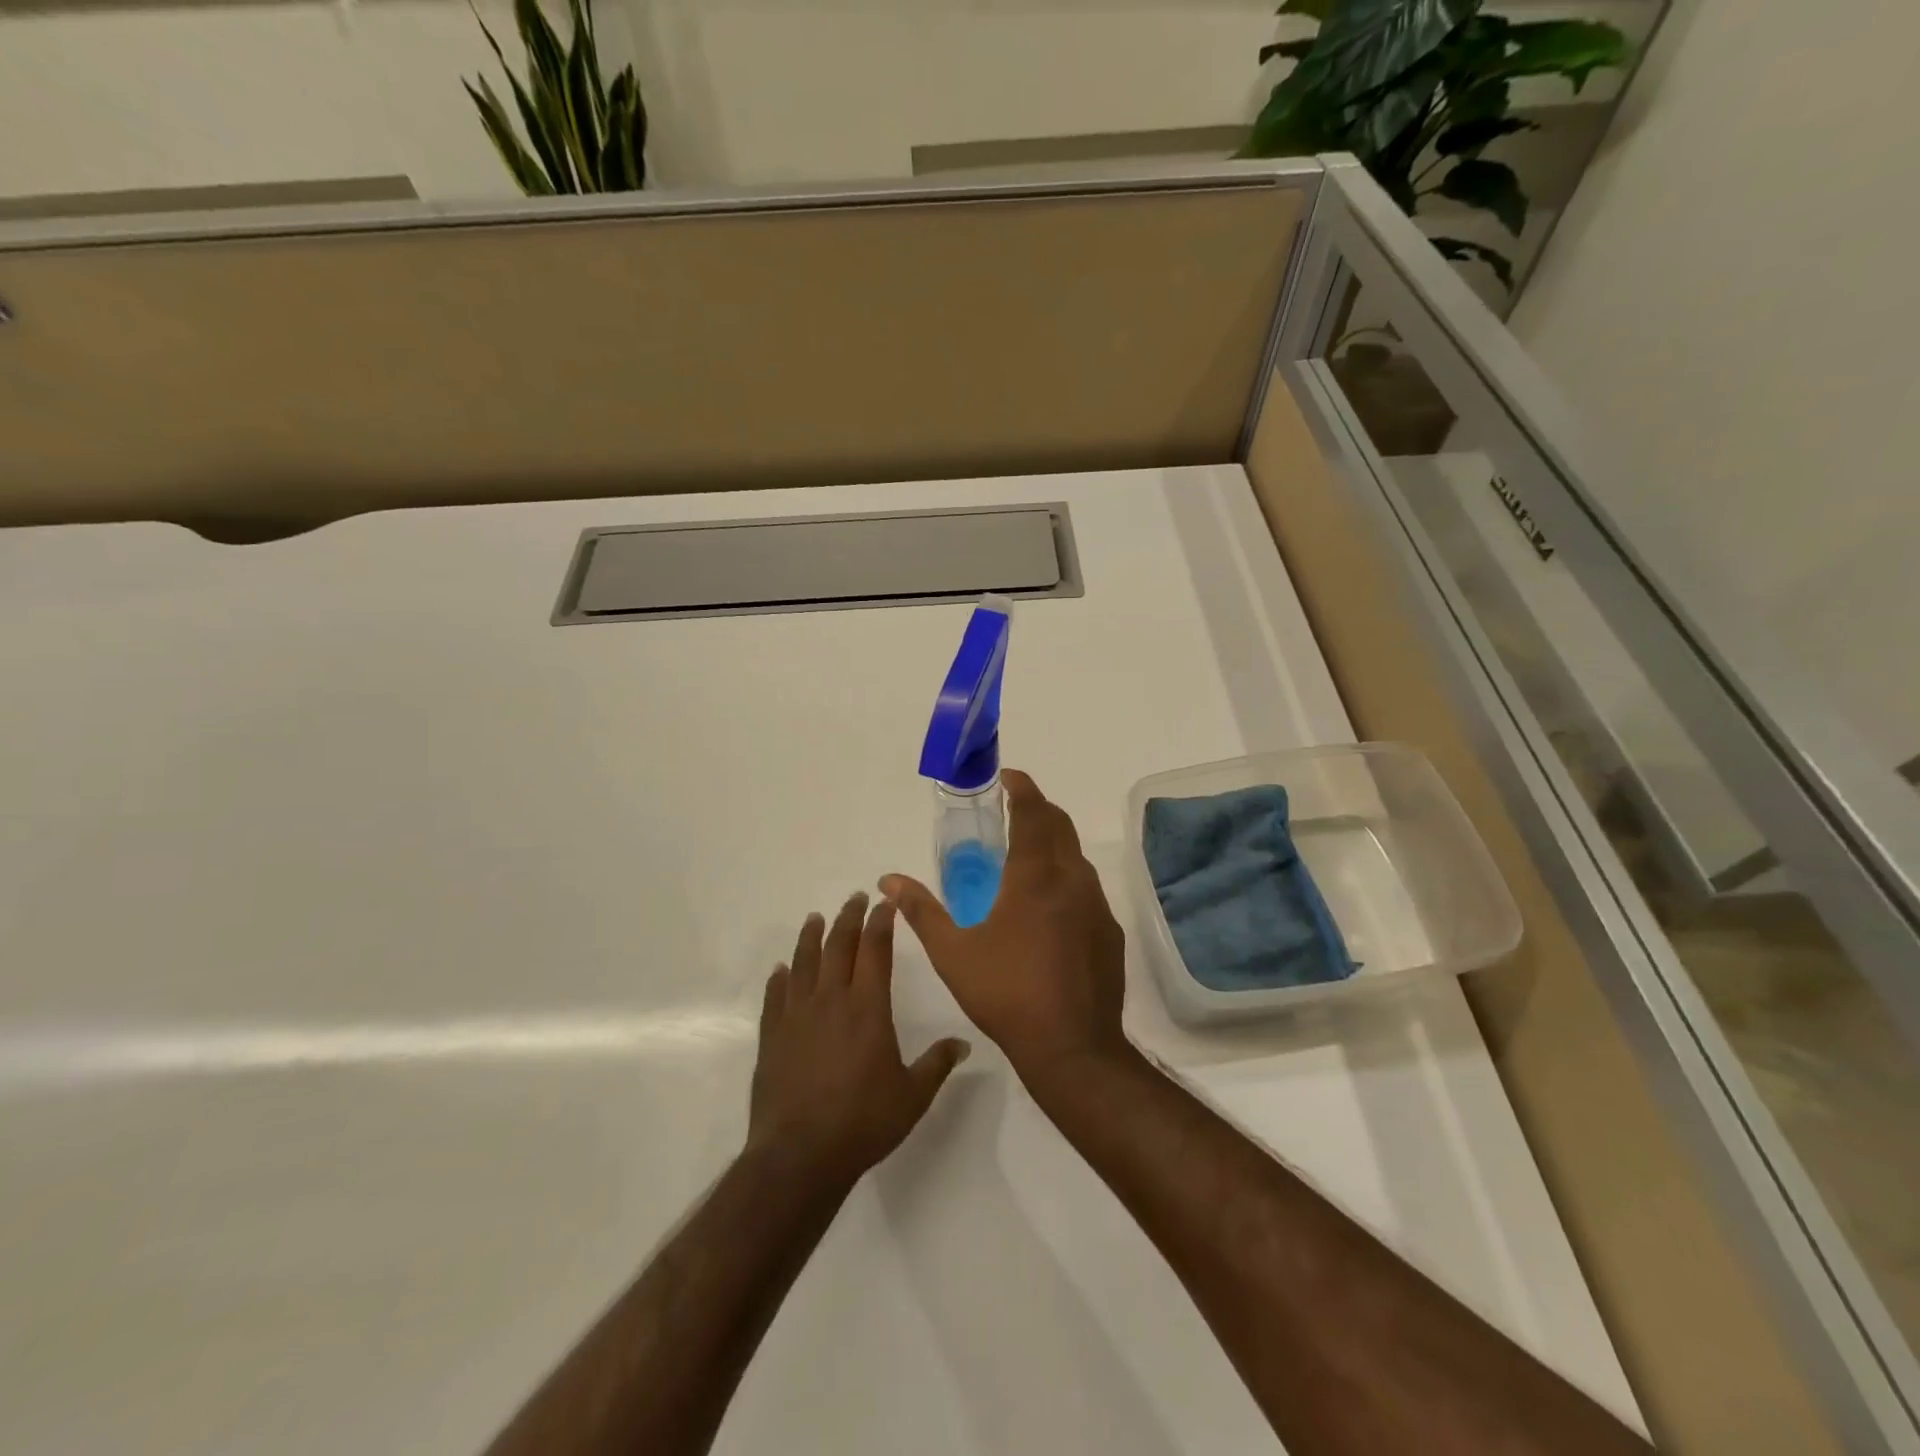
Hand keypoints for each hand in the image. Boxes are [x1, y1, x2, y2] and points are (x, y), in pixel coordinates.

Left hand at [747, 893, 969, 1193]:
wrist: (799, 1155)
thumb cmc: (863, 1122)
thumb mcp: (913, 1096)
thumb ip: (938, 1064)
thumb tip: (964, 1043)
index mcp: (868, 1007)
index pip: (875, 950)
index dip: (881, 923)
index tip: (885, 904)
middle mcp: (831, 1000)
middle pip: (839, 946)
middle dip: (848, 918)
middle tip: (854, 898)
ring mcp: (797, 1016)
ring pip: (804, 962)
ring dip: (811, 936)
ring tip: (815, 918)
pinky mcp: (772, 1036)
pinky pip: (775, 995)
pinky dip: (780, 977)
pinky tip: (781, 969)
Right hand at [882, 769, 1127, 1082]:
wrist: (1072, 1046)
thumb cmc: (1007, 994)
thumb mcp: (953, 953)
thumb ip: (921, 911)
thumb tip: (888, 880)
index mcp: (1035, 876)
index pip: (1033, 812)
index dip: (1021, 787)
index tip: (1007, 777)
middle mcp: (1072, 880)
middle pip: (1060, 825)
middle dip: (1038, 808)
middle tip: (1013, 808)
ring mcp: (1096, 905)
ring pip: (1076, 856)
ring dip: (1054, 842)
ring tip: (1025, 855)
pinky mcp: (1109, 931)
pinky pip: (1087, 888)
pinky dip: (1066, 877)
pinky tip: (1048, 906)